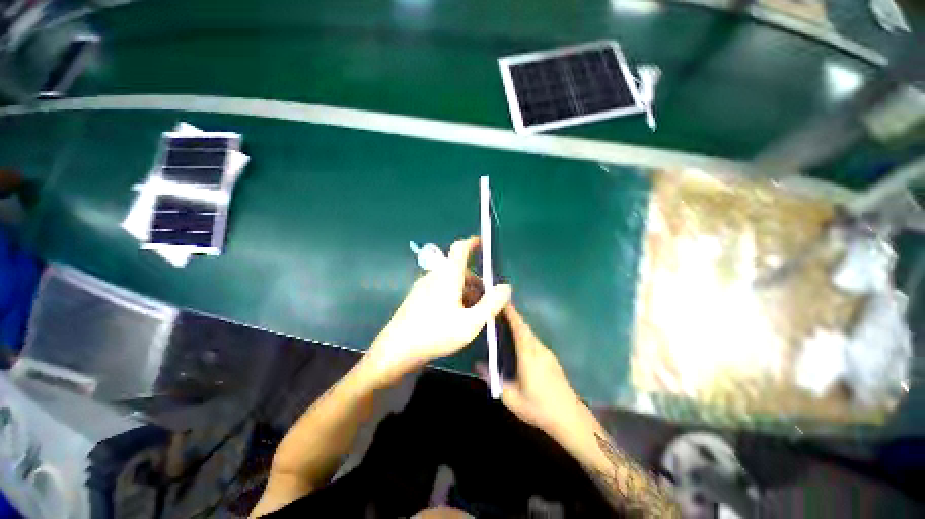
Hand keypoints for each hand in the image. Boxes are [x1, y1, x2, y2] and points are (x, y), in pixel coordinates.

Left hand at [366, 237, 511, 387]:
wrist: (396, 350)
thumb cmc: (436, 333)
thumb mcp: (471, 322)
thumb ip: (491, 304)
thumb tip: (506, 286)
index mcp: (447, 275)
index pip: (460, 249)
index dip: (473, 242)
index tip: (484, 242)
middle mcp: (434, 276)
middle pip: (459, 270)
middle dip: (476, 281)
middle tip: (488, 300)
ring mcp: (423, 287)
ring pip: (449, 282)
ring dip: (465, 291)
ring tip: (475, 312)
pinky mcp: (417, 298)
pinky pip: (440, 290)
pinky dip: (453, 296)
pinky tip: (456, 317)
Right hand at [481, 305, 589, 440]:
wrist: (570, 418)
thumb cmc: (538, 408)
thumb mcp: (511, 398)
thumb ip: (493, 379)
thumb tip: (478, 365)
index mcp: (528, 354)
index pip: (519, 327)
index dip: (510, 313)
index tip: (501, 301)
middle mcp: (539, 348)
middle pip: (524, 326)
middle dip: (512, 316)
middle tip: (497, 311)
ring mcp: (547, 352)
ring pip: (530, 333)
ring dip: (518, 325)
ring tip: (503, 323)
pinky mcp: (551, 358)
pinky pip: (534, 340)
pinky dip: (524, 334)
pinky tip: (516, 342)